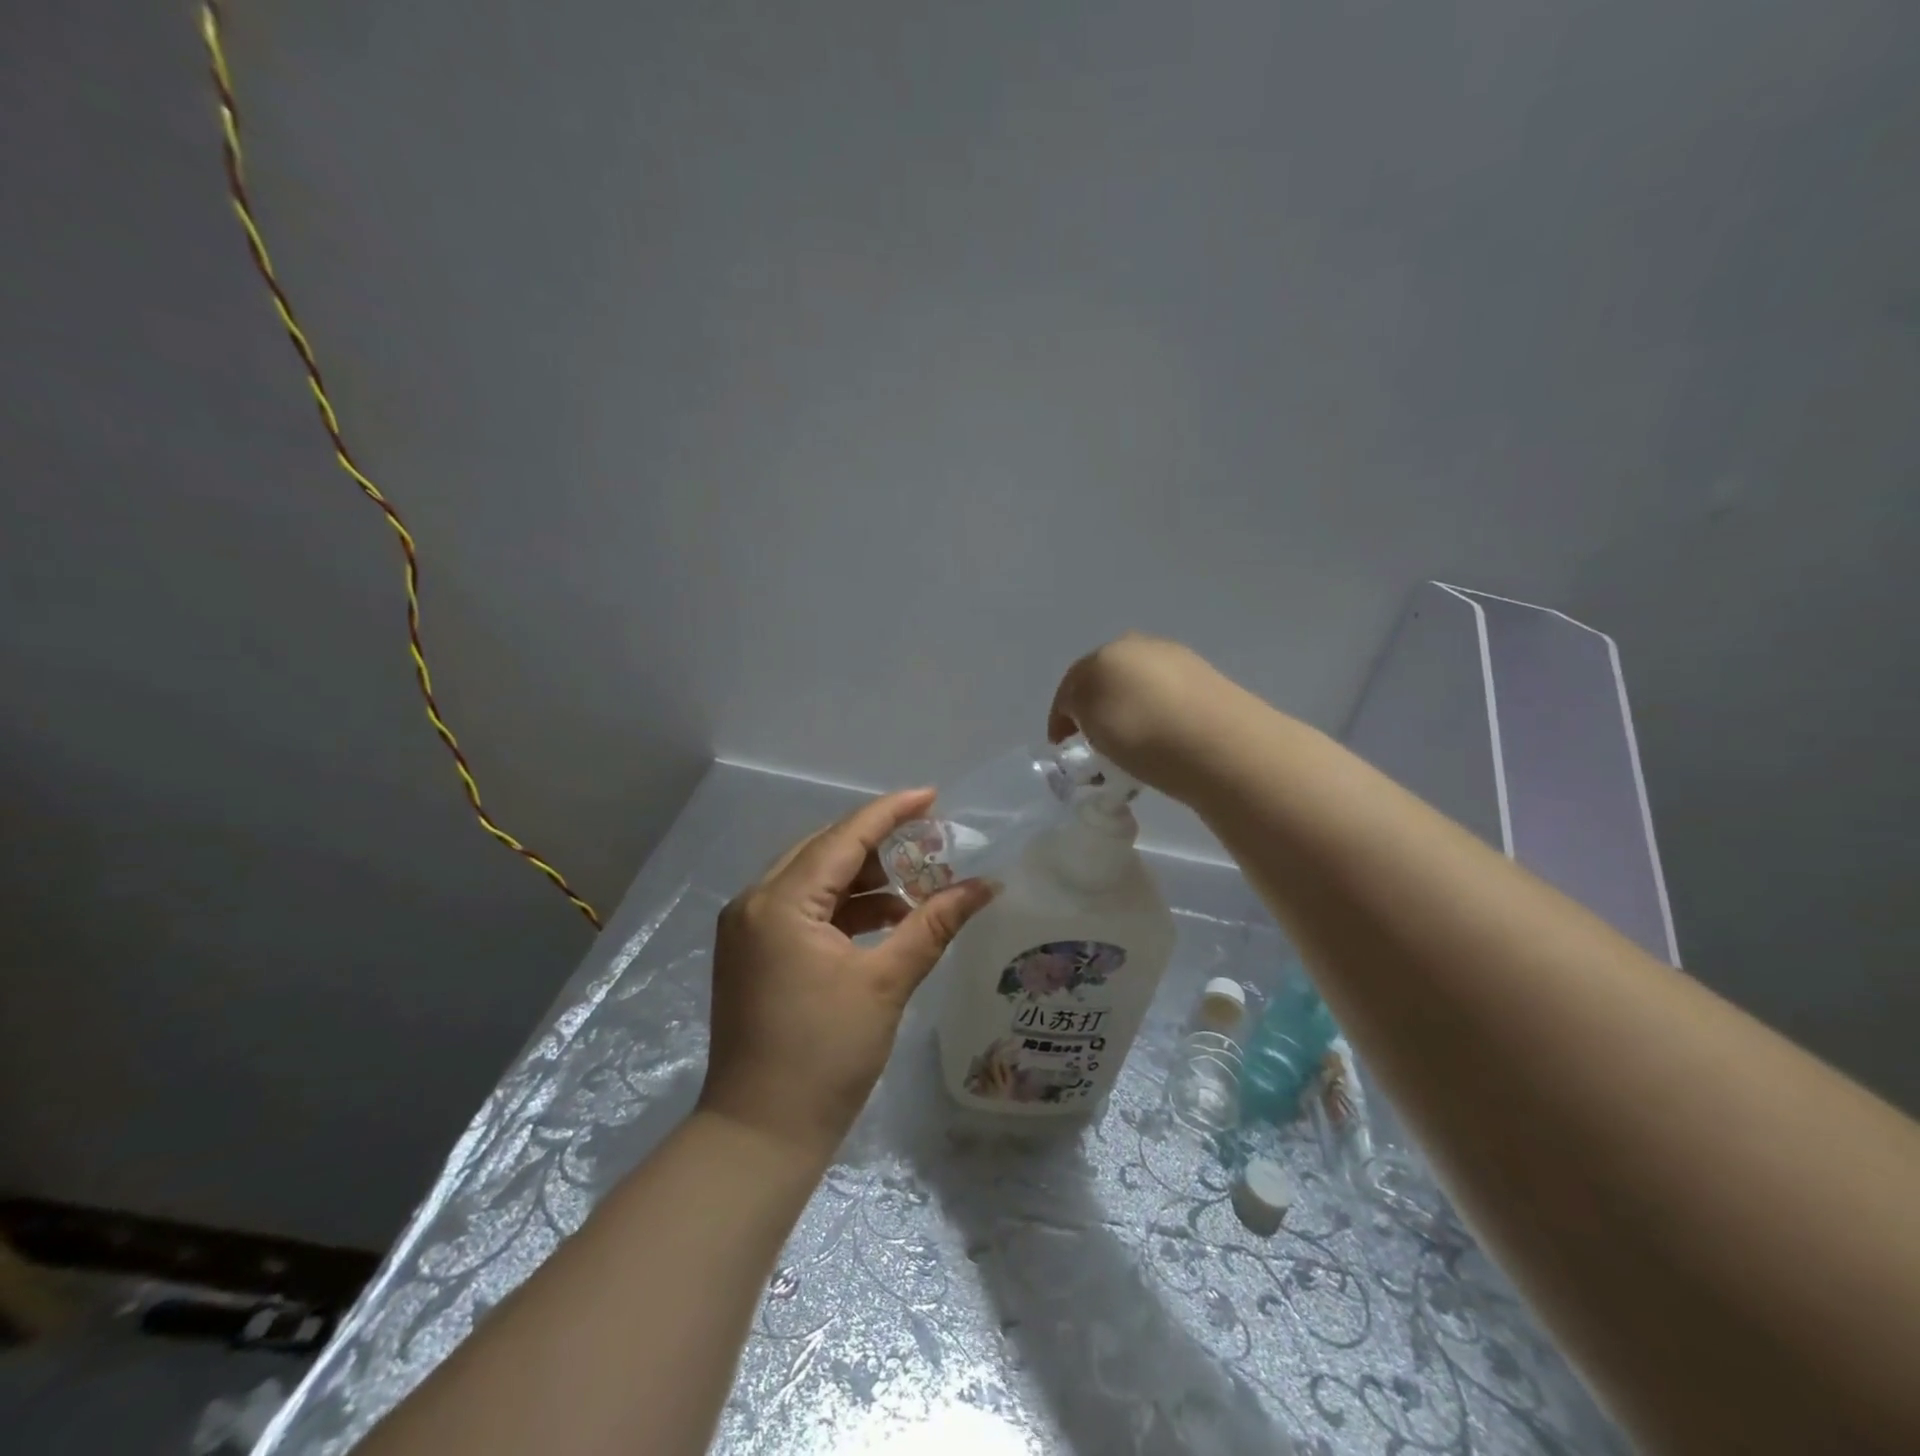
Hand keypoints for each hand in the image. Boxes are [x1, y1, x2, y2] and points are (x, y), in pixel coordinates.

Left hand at [699, 789, 997, 1160]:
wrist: (760, 1134)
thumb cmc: (825, 1056)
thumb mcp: (886, 983)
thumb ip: (933, 924)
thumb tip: (986, 885)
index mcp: (779, 902)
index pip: (843, 838)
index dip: (890, 813)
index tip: (932, 797)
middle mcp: (754, 902)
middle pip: (823, 851)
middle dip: (878, 843)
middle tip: (929, 840)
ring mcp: (748, 928)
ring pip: (812, 879)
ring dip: (862, 878)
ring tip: (916, 881)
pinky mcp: (753, 953)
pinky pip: (803, 909)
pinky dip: (843, 907)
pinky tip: (885, 917)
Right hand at [1047, 633, 1237, 796]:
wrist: (1221, 745)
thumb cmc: (1142, 733)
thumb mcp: (1090, 722)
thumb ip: (1077, 708)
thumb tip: (1087, 710)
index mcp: (1106, 651)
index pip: (1072, 683)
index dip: (1061, 715)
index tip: (1062, 746)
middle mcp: (1141, 646)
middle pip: (1106, 680)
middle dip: (1095, 710)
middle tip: (1094, 745)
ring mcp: (1179, 661)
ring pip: (1138, 689)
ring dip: (1127, 715)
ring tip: (1129, 750)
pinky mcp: (1208, 682)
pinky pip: (1167, 702)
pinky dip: (1155, 720)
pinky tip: (1160, 744)